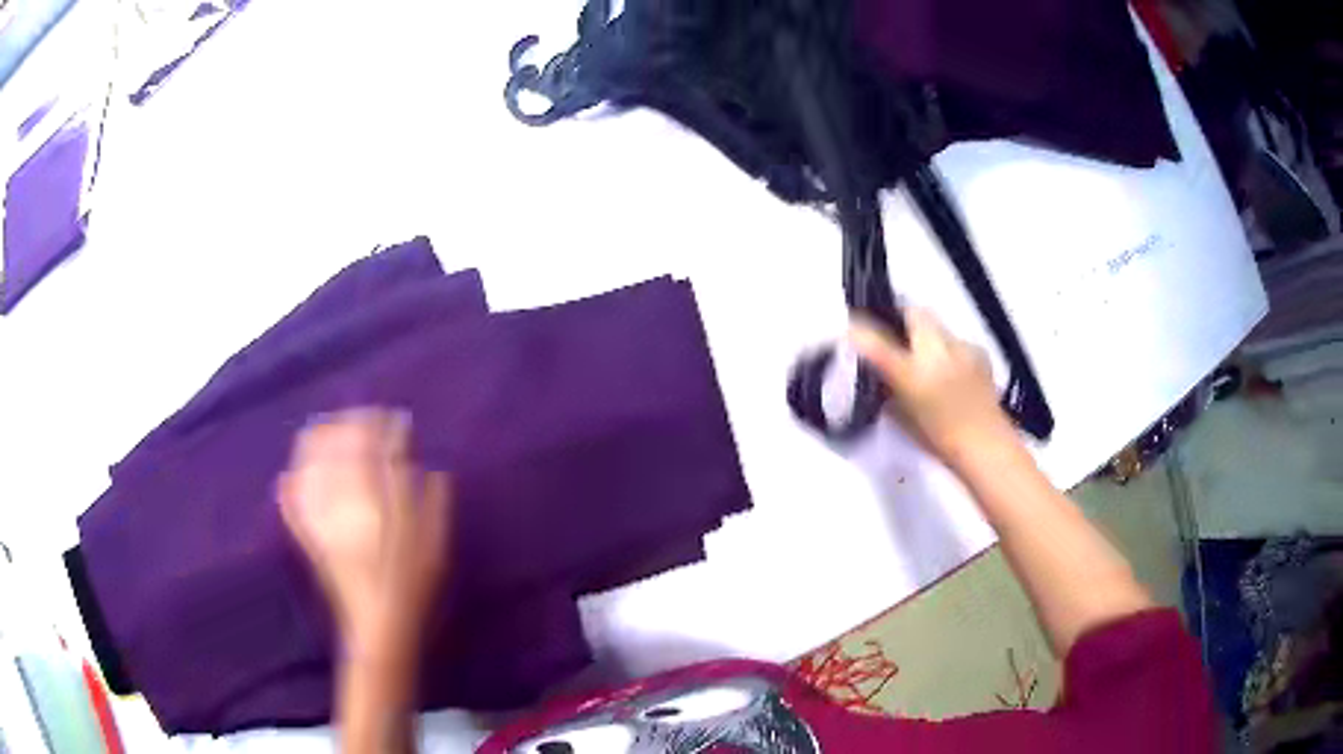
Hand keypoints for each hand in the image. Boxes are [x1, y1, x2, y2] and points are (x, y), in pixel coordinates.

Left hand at [279, 409, 451, 655]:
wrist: (380, 626)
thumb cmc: (412, 585)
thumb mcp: (432, 540)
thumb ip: (430, 498)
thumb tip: (425, 464)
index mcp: (368, 499)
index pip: (366, 443)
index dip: (379, 424)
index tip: (395, 419)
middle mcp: (336, 501)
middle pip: (331, 446)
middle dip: (347, 424)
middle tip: (365, 422)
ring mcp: (318, 518)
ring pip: (305, 466)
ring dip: (315, 443)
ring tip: (329, 432)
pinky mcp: (308, 538)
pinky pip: (291, 504)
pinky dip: (289, 484)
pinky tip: (289, 475)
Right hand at [849, 308, 1014, 466]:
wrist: (986, 446)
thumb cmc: (939, 439)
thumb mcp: (902, 417)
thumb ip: (888, 387)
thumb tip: (878, 370)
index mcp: (913, 373)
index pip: (877, 342)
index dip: (860, 330)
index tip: (851, 327)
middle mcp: (937, 351)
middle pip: (914, 313)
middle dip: (899, 315)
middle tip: (890, 330)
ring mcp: (961, 347)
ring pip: (936, 324)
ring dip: (924, 332)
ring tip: (922, 352)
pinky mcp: (979, 351)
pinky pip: (955, 339)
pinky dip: (946, 348)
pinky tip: (948, 368)